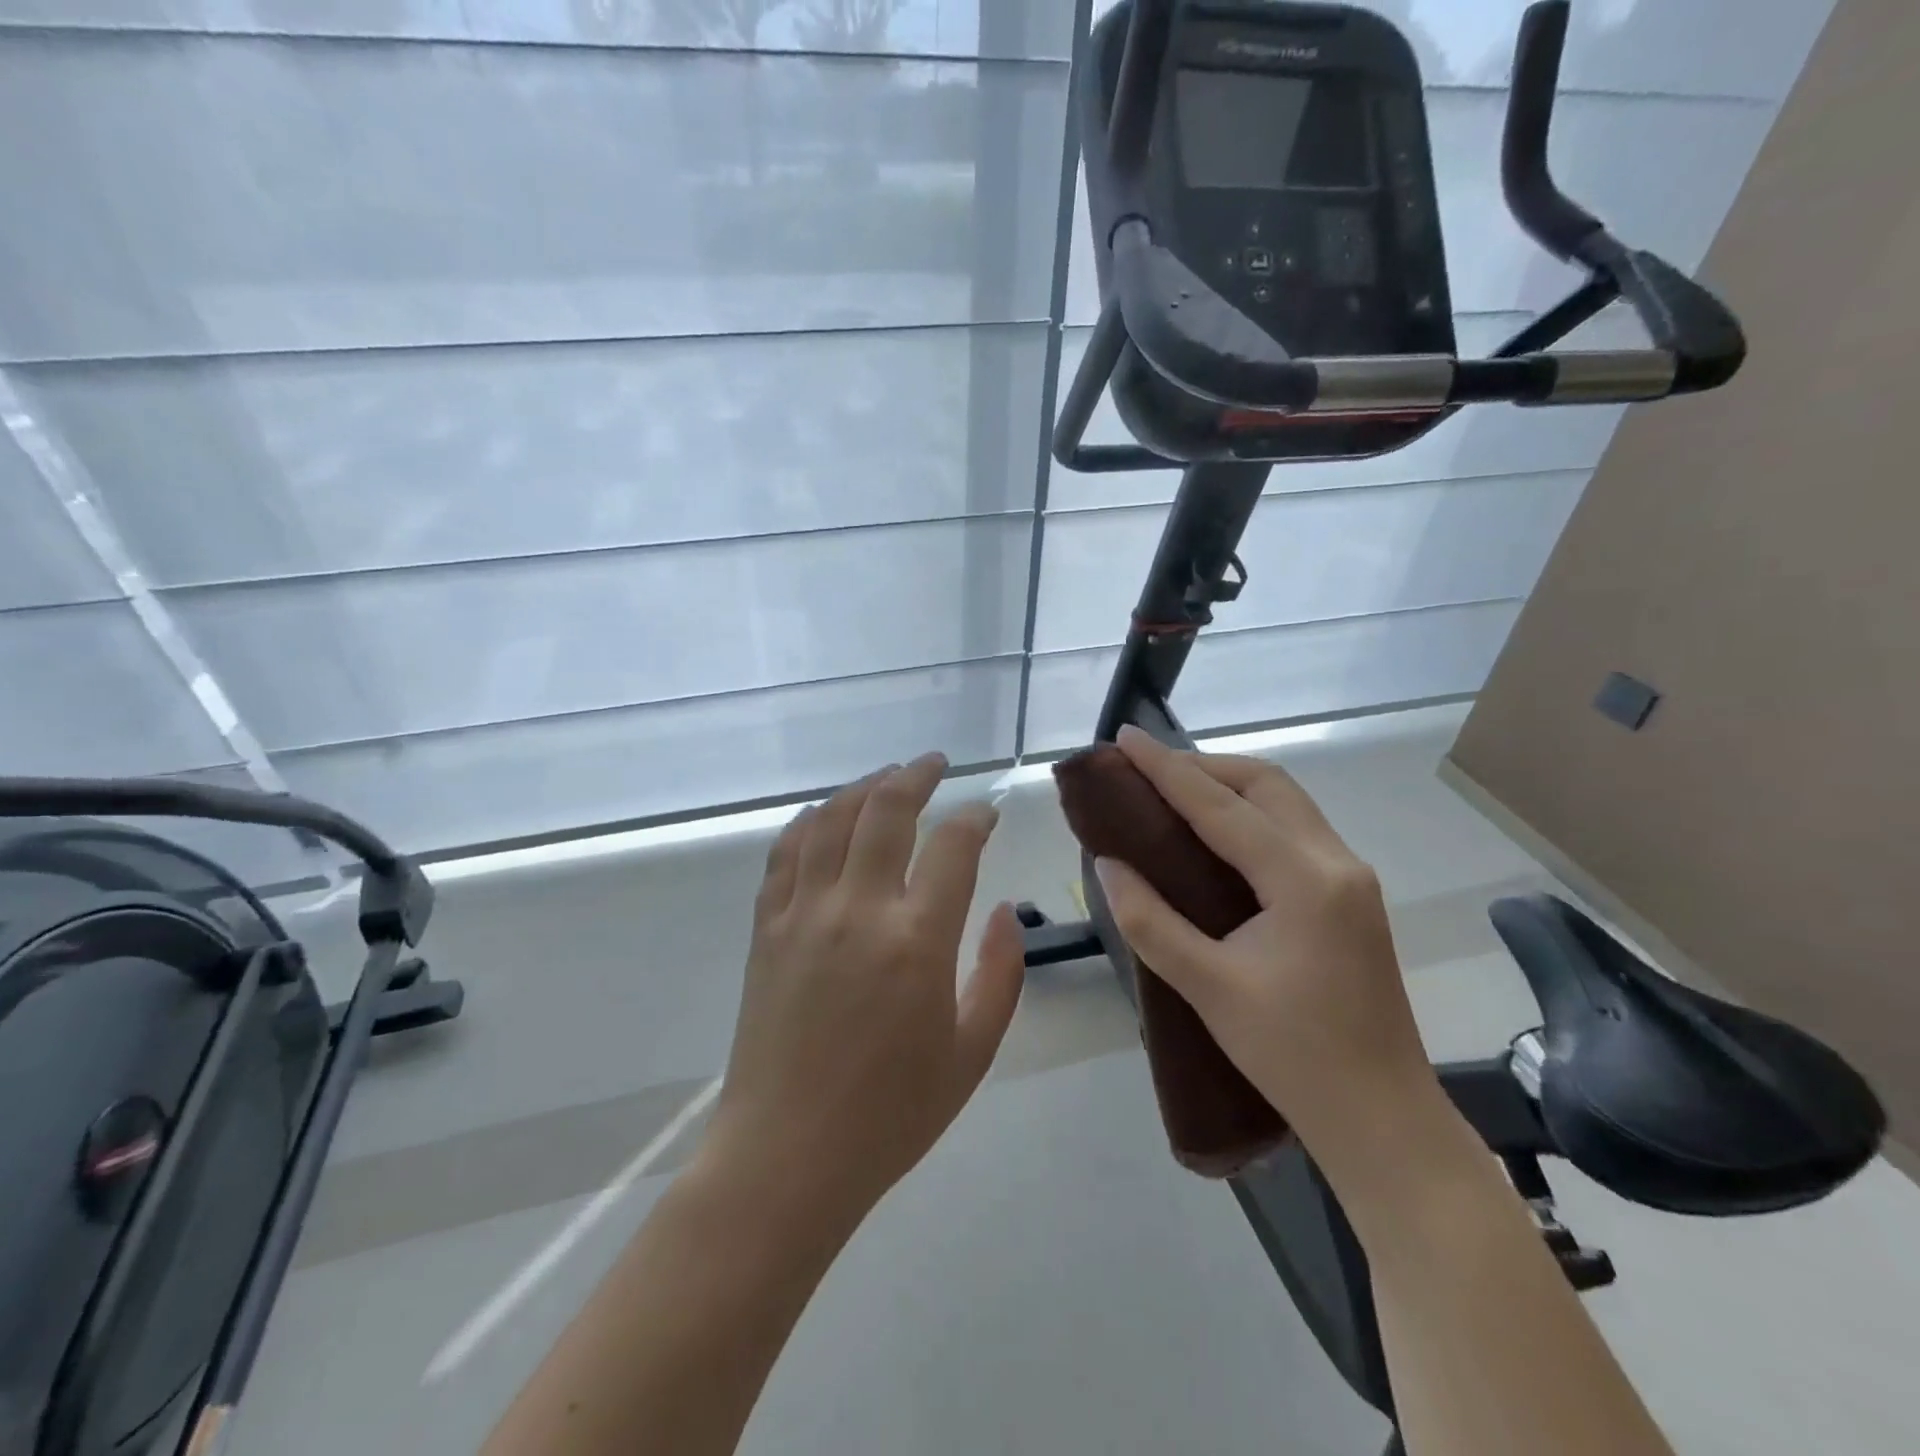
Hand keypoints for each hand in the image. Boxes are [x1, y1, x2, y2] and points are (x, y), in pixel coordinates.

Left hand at [705, 752, 1026, 1228]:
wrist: (787, 1156)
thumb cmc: (891, 1114)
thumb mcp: (972, 1053)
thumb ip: (1000, 975)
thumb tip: (1002, 913)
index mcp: (917, 940)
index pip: (953, 846)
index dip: (974, 818)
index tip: (986, 813)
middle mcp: (858, 909)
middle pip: (886, 810)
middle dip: (916, 775)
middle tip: (934, 763)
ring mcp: (804, 913)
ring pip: (832, 820)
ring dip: (862, 788)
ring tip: (885, 778)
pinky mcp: (766, 928)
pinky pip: (786, 853)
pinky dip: (809, 822)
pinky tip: (824, 815)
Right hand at [1093, 725, 1439, 1156]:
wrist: (1383, 1118)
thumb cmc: (1293, 1056)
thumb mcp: (1208, 988)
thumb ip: (1149, 920)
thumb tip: (1107, 864)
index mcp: (1304, 879)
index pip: (1221, 806)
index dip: (1167, 769)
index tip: (1125, 738)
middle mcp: (1336, 861)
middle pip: (1266, 783)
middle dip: (1203, 765)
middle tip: (1146, 770)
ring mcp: (1351, 877)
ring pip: (1285, 801)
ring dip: (1229, 786)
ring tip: (1173, 791)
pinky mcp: (1351, 896)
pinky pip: (1294, 828)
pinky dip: (1250, 813)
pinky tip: (1216, 833)